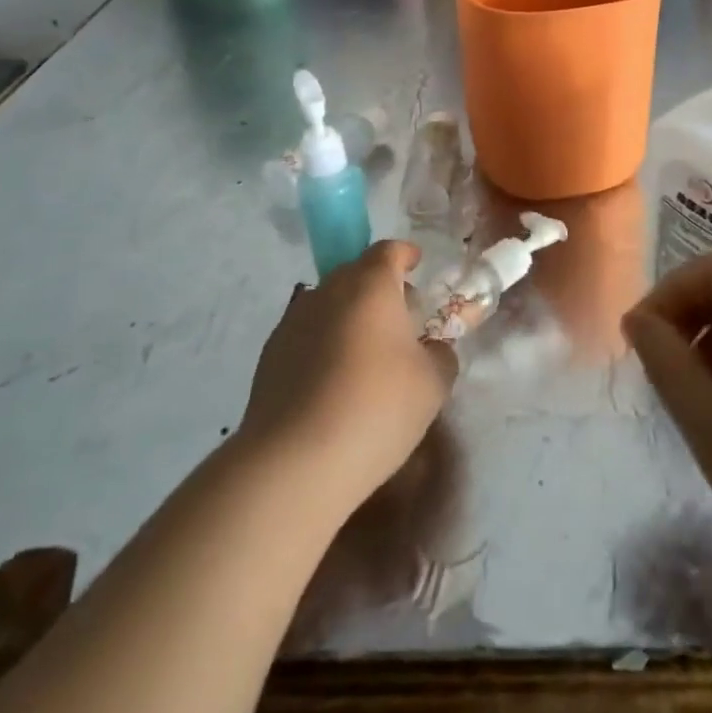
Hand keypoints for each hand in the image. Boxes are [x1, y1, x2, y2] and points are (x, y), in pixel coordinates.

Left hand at [239, 241, 457, 516]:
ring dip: (350, 317)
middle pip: (357, 273)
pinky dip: (324, 344)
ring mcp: (293, 321)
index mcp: (371, 285)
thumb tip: (432, 349)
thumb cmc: (377, 408)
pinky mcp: (270, 355)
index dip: (405, 255)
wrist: (294, 462)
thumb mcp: (433, 383)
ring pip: (330, 304)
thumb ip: (441, 355)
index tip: (417, 264)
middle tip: (400, 320)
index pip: (389, 251)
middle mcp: (328, 291)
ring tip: (366, 357)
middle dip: (380, 288)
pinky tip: (334, 383)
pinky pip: (307, 334)